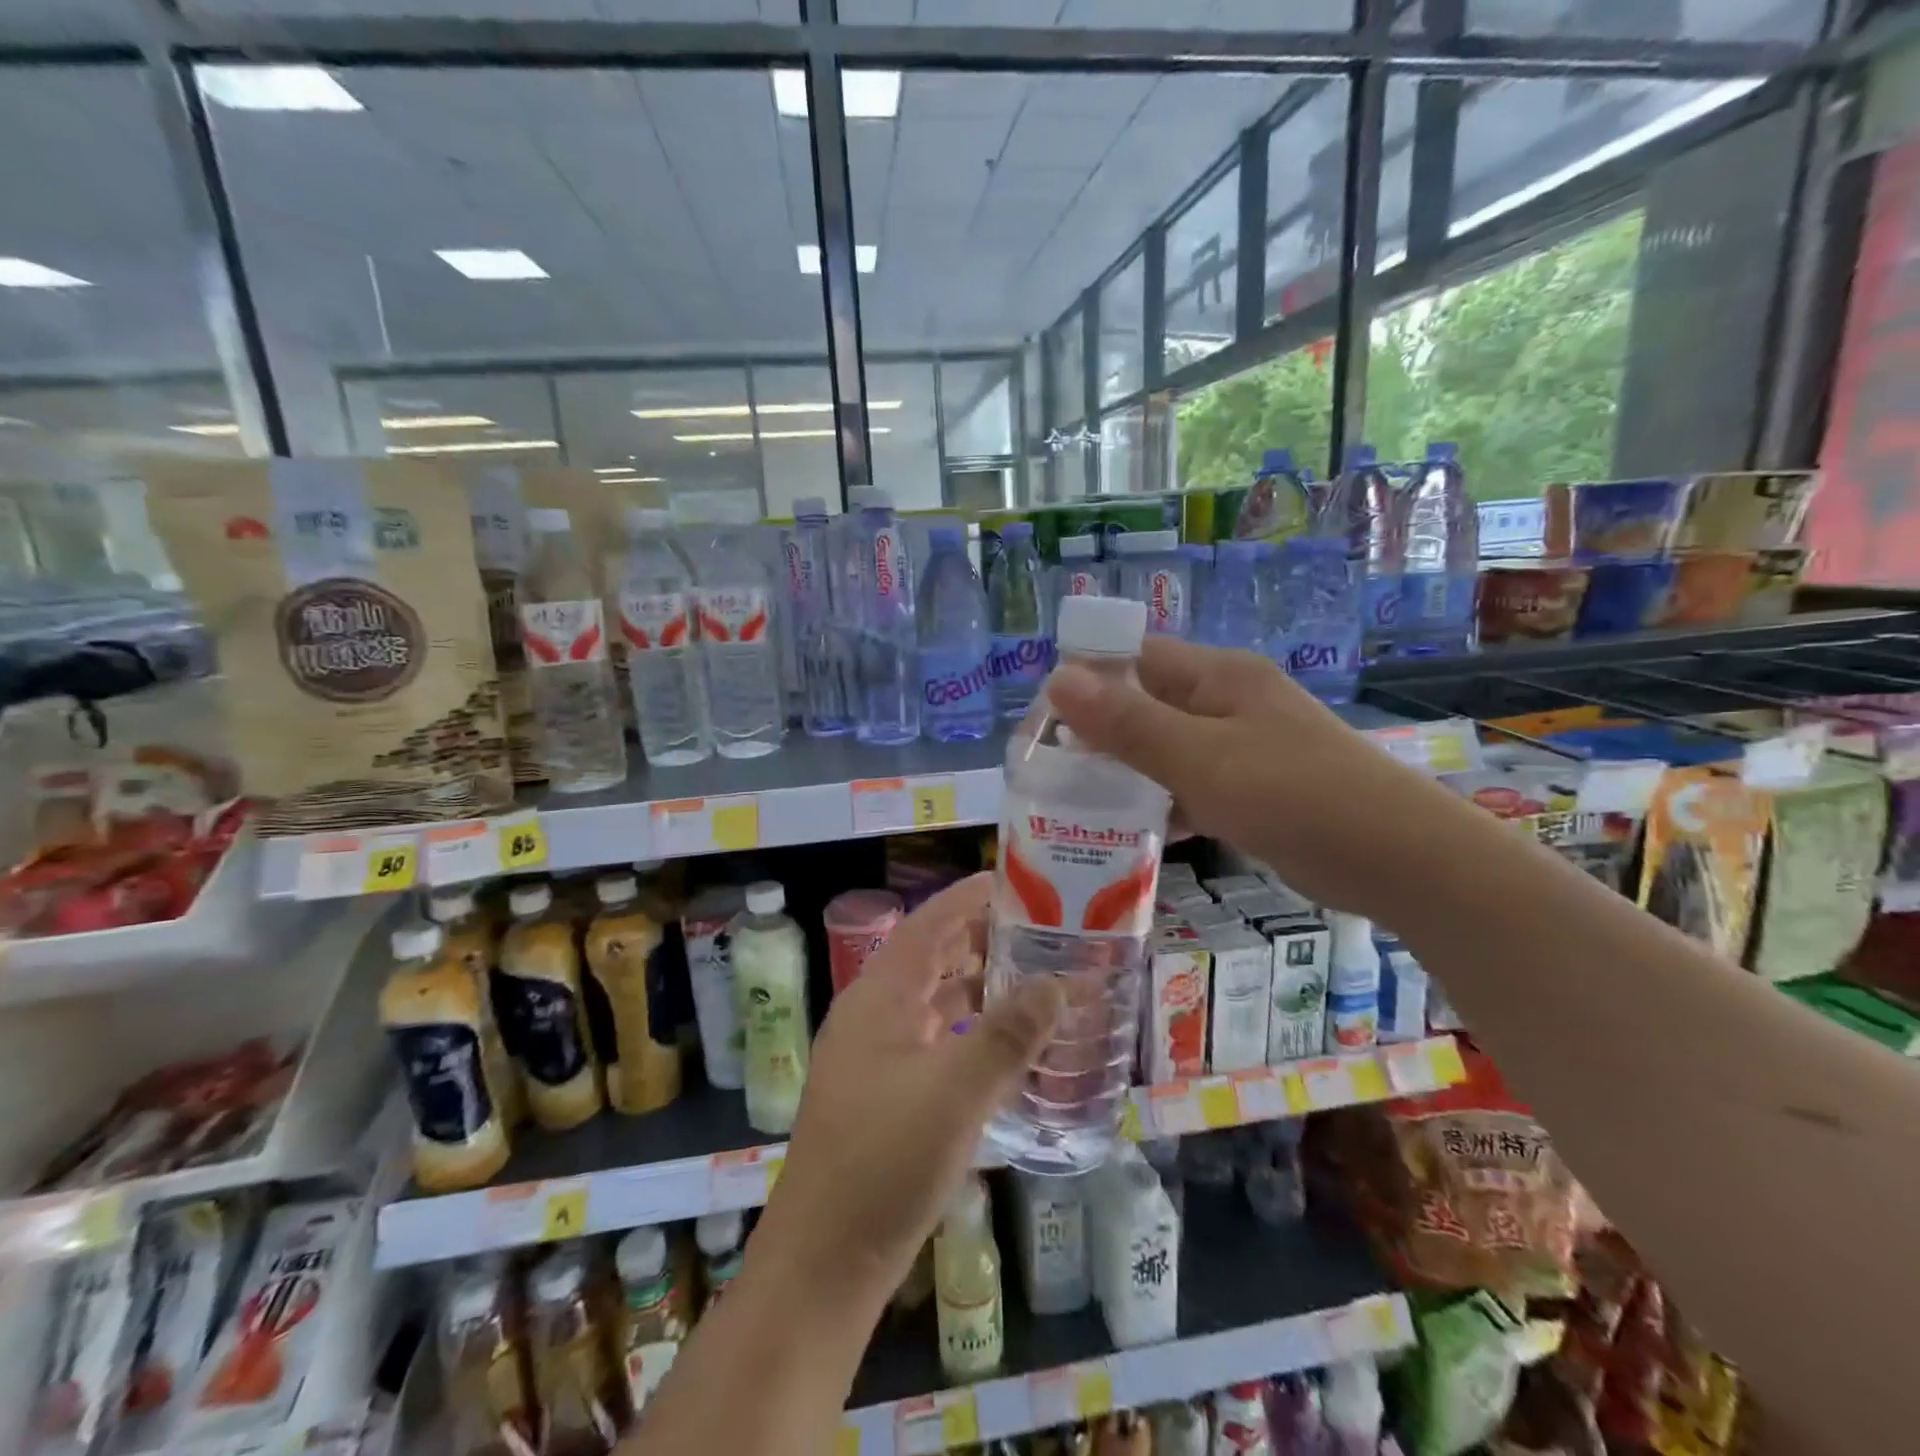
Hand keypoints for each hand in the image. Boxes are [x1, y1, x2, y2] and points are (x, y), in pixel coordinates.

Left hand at [750, 874, 1061, 1309]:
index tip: (1013, 881)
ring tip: (1032, 979)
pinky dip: (968, 1032)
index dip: (968, 897)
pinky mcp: (883, 1095)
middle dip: (981, 939)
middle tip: (1038, 931)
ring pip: (933, 1001)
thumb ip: (1009, 1034)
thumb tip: (1057, 983)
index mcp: (879, 997)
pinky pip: (933, 1041)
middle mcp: (872, 1015)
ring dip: (978, 987)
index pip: (928, 924)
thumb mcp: (957, 1092)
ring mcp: (874, 1056)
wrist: (824, 1263)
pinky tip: (1005, 1046)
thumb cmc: (886, 1161)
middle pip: (931, 957)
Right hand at [1047, 637, 1464, 919]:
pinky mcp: (1254, 789)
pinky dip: (1163, 801)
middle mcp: (1228, 702)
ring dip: (1128, 771)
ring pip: (1167, 748)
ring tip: (1076, 804)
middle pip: (1147, 704)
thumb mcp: (1200, 758)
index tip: (1043, 723)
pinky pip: (1192, 784)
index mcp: (1217, 677)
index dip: (1087, 680)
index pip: (1135, 658)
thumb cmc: (1294, 795)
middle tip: (1051, 771)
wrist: (1399, 858)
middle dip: (1100, 733)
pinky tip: (1132, 831)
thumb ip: (1128, 722)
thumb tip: (1057, 677)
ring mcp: (1244, 746)